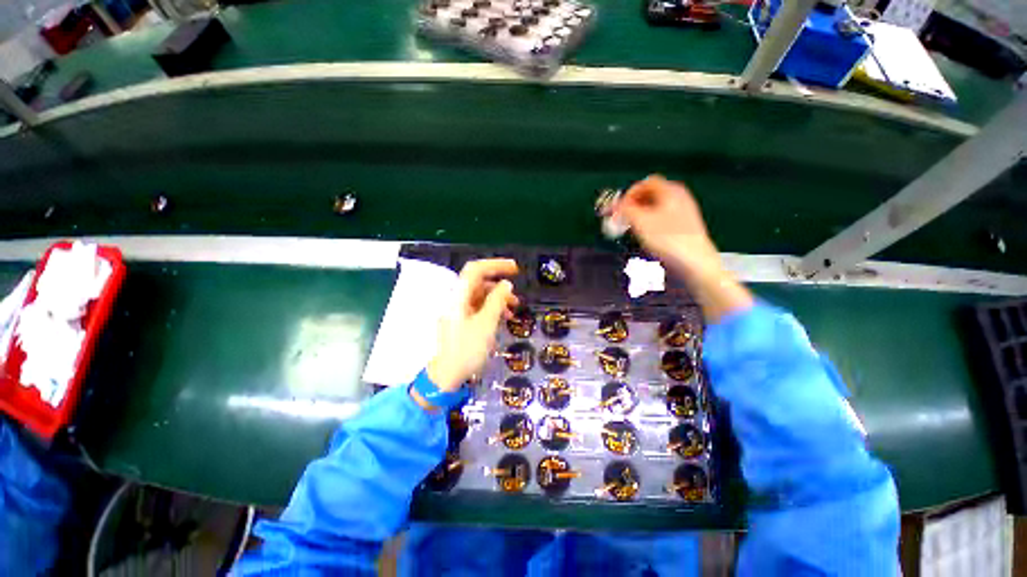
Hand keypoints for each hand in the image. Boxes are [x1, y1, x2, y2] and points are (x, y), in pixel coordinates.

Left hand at [426, 259, 519, 392]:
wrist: (446, 377)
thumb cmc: (466, 350)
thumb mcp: (486, 324)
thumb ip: (497, 301)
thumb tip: (506, 284)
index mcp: (458, 296)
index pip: (476, 269)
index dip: (496, 265)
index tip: (515, 269)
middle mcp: (456, 299)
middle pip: (479, 282)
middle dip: (500, 286)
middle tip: (517, 295)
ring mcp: (458, 310)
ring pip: (480, 295)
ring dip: (498, 298)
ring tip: (514, 309)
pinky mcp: (461, 320)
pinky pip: (478, 307)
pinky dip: (492, 308)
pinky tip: (503, 318)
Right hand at [612, 175, 720, 279]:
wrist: (695, 262)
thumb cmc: (668, 239)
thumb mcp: (640, 221)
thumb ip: (624, 210)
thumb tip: (612, 205)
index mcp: (671, 191)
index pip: (645, 183)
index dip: (629, 194)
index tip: (619, 208)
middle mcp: (679, 197)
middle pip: (650, 195)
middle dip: (633, 205)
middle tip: (622, 218)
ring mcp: (684, 212)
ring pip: (656, 208)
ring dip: (640, 215)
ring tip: (631, 229)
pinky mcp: (684, 227)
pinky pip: (662, 219)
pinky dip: (650, 223)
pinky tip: (646, 237)